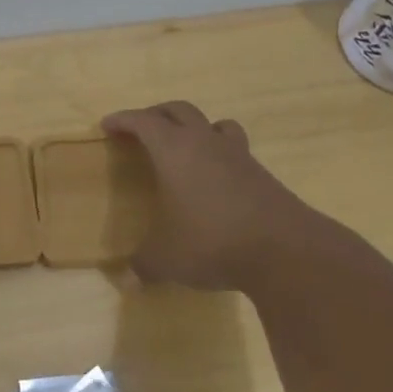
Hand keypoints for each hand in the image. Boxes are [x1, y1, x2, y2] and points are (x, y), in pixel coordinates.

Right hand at [102, 101, 324, 290]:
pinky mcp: (261, 174)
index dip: (124, 119)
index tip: (108, 124)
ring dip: (195, 127)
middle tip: (142, 128)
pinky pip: (235, 150)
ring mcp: (238, 155)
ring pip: (214, 124)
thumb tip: (126, 281)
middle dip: (157, 114)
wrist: (284, 249)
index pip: (143, 121)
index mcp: (174, 150)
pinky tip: (215, 179)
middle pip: (179, 110)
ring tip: (186, 145)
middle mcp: (205, 143)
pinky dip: (219, 154)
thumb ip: (143, 265)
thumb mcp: (166, 259)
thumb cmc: (211, 241)